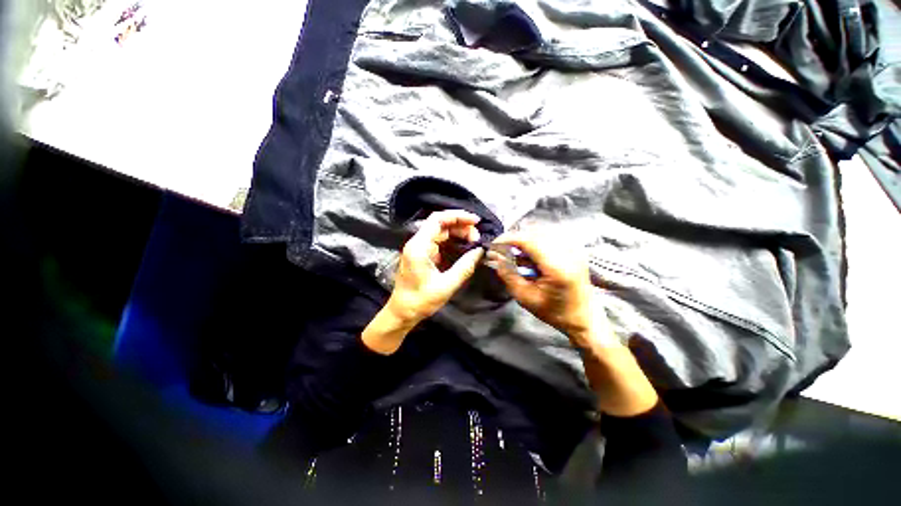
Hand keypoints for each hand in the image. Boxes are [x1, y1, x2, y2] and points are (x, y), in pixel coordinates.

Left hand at [386, 210, 484, 325]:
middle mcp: (417, 243)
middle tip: (477, 237)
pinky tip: (464, 246)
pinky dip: (452, 240)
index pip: (438, 220)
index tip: (475, 221)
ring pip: (440, 232)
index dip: (457, 216)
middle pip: (440, 224)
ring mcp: (419, 248)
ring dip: (458, 233)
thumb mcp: (446, 285)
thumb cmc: (421, 300)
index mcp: (419, 246)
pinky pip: (439, 241)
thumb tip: (480, 251)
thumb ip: (465, 267)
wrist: (402, 312)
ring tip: (474, 241)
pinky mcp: (422, 254)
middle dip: (461, 226)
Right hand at [490, 231, 600, 346]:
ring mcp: (573, 248)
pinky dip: (534, 241)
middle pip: (534, 233)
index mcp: (557, 266)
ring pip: (541, 232)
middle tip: (500, 250)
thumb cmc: (554, 312)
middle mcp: (568, 252)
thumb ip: (509, 275)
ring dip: (524, 239)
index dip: (508, 239)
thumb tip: (496, 257)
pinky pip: (549, 237)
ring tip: (513, 252)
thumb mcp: (525, 298)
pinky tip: (528, 253)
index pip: (528, 240)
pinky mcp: (574, 249)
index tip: (493, 245)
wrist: (584, 318)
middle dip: (514, 238)